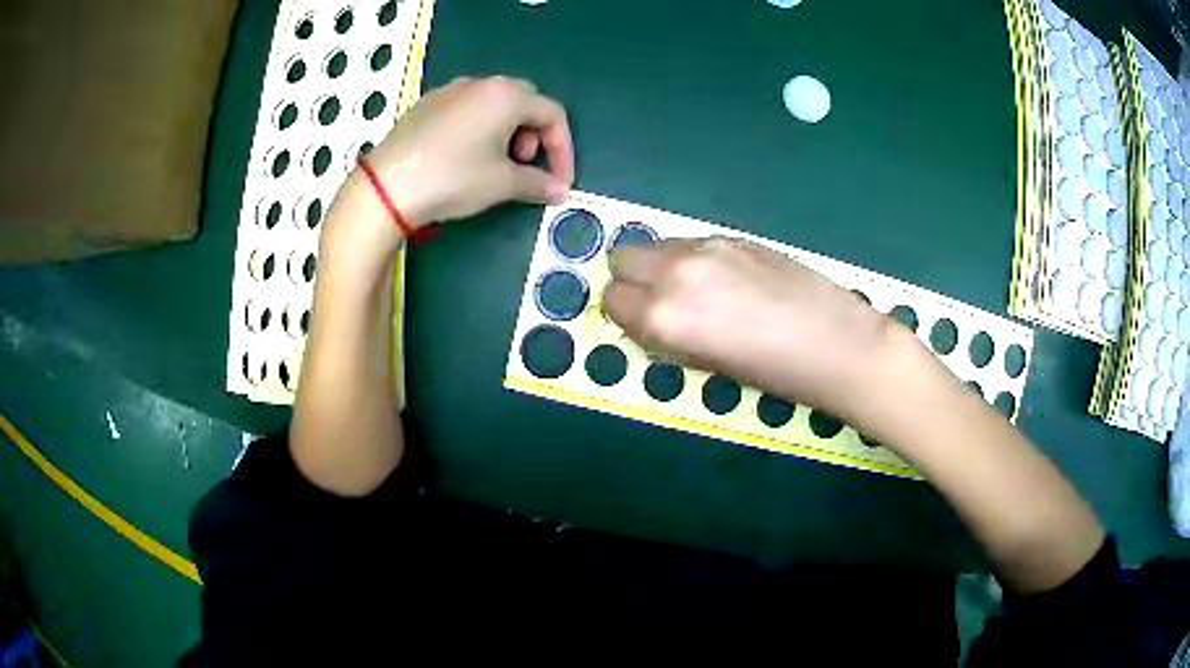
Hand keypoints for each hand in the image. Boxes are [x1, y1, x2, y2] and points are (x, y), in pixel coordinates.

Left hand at [328, 76, 574, 253]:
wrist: (386, 187)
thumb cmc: (453, 178)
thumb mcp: (501, 183)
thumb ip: (538, 183)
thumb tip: (560, 190)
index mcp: (507, 96)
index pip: (552, 115)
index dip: (563, 149)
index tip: (560, 180)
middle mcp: (481, 84)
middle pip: (524, 102)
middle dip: (534, 135)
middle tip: (523, 165)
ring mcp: (450, 91)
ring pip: (494, 104)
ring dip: (507, 130)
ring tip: (494, 163)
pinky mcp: (426, 104)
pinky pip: (466, 108)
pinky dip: (479, 128)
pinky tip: (464, 156)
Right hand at [603, 237, 918, 422]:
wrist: (838, 344)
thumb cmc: (775, 375)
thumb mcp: (708, 365)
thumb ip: (668, 336)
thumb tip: (651, 319)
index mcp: (664, 315)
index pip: (612, 300)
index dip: (623, 315)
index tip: (642, 326)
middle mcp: (675, 272)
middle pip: (624, 258)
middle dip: (633, 281)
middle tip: (661, 304)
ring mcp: (707, 247)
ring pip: (657, 246)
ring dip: (662, 266)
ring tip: (699, 294)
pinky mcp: (735, 236)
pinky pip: (691, 243)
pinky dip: (692, 259)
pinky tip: (728, 282)